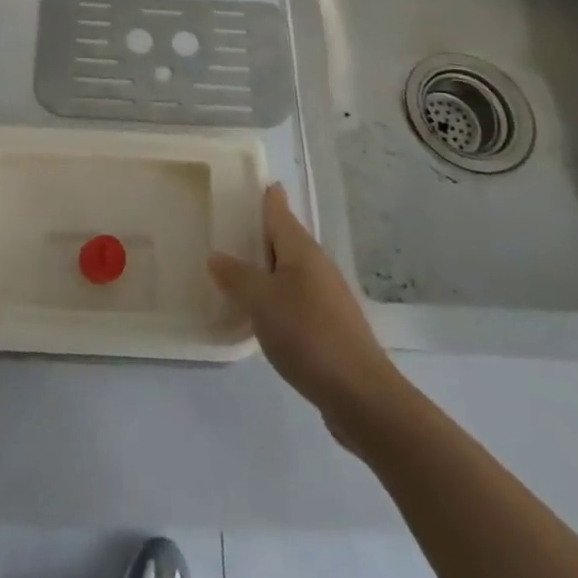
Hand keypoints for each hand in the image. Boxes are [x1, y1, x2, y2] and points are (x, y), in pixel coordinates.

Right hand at [209, 184, 398, 423]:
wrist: (361, 395)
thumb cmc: (307, 334)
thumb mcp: (261, 302)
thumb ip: (237, 277)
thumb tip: (216, 255)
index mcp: (302, 250)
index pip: (280, 212)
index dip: (269, 198)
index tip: (258, 183)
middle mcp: (318, 266)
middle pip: (287, 240)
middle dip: (263, 233)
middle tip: (233, 226)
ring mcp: (328, 297)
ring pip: (292, 271)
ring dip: (269, 268)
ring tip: (240, 271)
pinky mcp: (331, 327)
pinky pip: (297, 299)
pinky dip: (278, 297)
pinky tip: (263, 314)